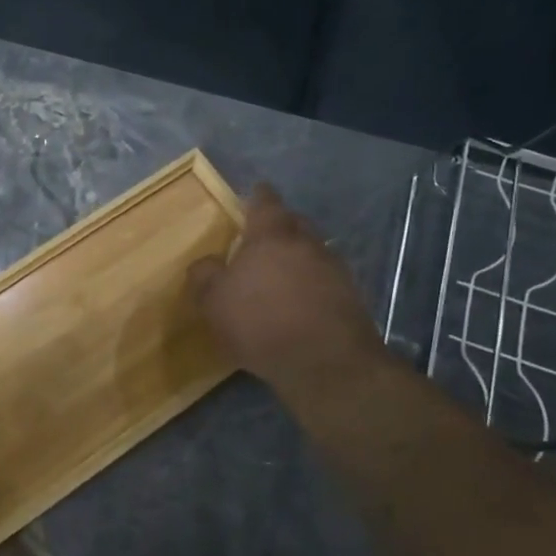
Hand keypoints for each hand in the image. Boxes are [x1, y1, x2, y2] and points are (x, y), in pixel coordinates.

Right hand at [187, 184, 387, 392]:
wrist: (326, 364)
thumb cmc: (260, 322)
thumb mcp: (214, 302)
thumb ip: (205, 276)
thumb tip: (206, 263)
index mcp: (272, 236)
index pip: (266, 203)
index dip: (258, 196)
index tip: (255, 192)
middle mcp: (307, 243)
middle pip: (294, 223)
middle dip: (280, 225)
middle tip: (262, 238)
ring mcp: (334, 269)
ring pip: (312, 251)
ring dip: (297, 258)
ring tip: (278, 276)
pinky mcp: (350, 297)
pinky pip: (324, 279)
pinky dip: (311, 284)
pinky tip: (298, 303)